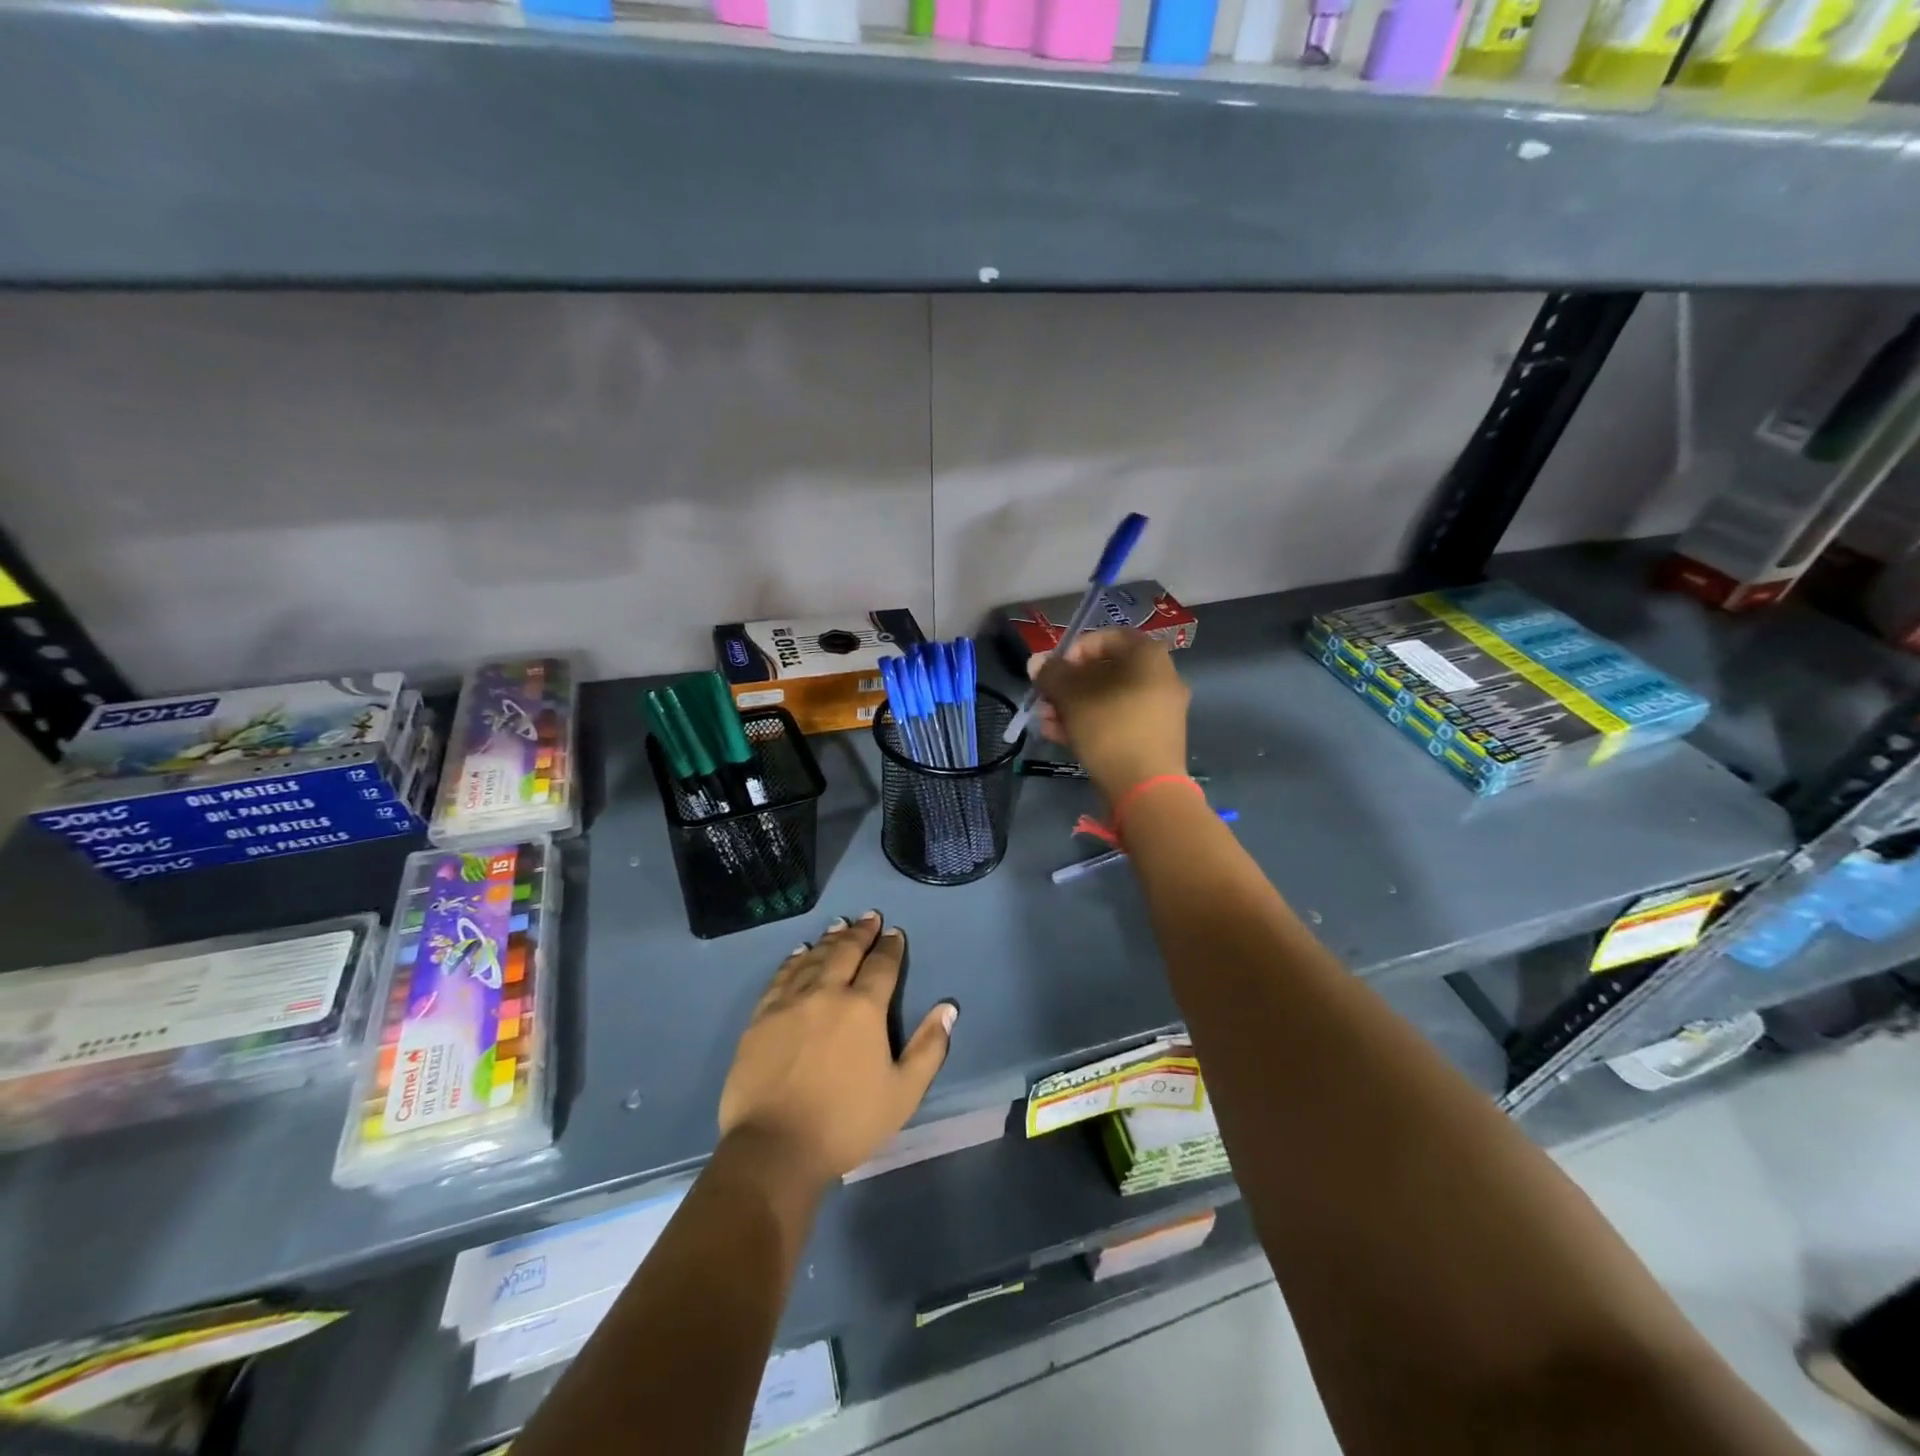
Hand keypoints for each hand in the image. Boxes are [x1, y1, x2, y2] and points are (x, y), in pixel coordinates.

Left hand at [718, 913, 956, 1190]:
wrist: (774, 1147)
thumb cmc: (846, 1123)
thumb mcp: (902, 1094)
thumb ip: (928, 1048)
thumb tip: (948, 1008)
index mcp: (863, 1008)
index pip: (882, 966)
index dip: (890, 947)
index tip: (894, 933)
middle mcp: (826, 993)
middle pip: (846, 951)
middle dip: (860, 932)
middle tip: (868, 917)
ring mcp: (790, 1002)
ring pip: (813, 958)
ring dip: (830, 939)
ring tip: (839, 926)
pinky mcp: (761, 1017)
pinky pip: (781, 977)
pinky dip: (794, 959)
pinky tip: (799, 953)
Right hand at [1029, 629, 1190, 803]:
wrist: (1146, 788)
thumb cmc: (1109, 728)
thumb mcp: (1072, 696)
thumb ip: (1051, 674)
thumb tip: (1037, 662)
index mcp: (1148, 656)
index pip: (1106, 637)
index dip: (1074, 650)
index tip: (1052, 670)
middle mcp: (1160, 677)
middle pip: (1105, 671)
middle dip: (1068, 685)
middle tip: (1044, 699)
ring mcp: (1159, 711)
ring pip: (1108, 699)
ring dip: (1073, 707)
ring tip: (1045, 721)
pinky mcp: (1152, 739)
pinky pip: (1117, 721)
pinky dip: (1090, 724)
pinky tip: (1058, 736)